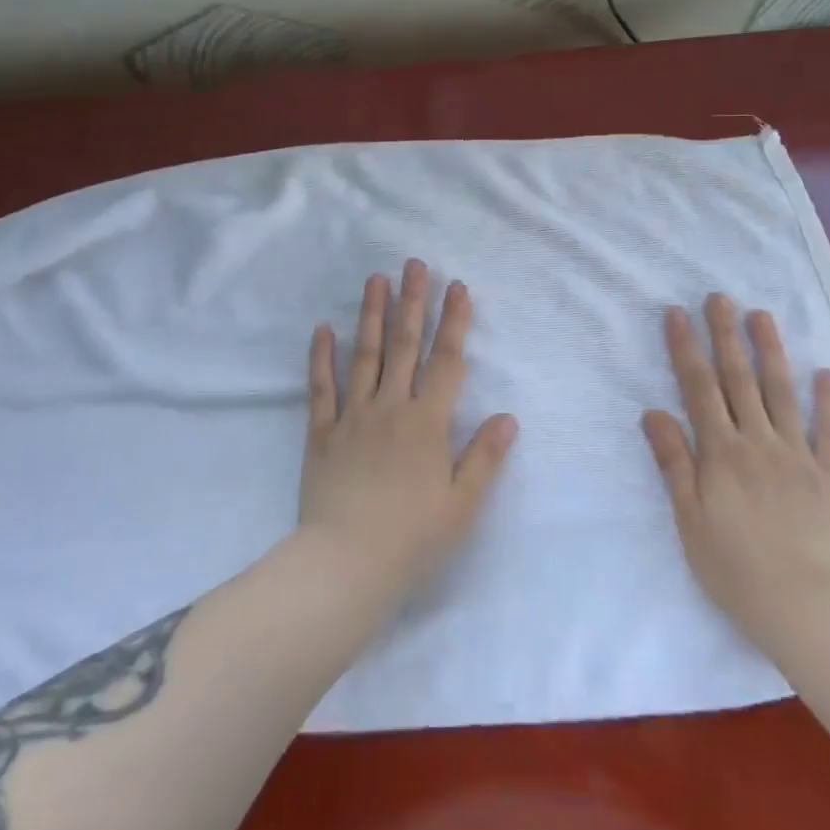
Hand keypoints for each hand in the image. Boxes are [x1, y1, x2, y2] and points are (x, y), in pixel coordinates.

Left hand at [299, 260, 517, 606]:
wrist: (345, 566)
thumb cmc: (411, 539)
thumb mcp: (462, 505)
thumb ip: (485, 457)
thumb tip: (509, 417)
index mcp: (427, 422)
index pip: (446, 361)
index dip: (454, 322)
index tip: (457, 287)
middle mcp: (391, 408)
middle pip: (404, 345)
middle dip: (413, 302)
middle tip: (414, 264)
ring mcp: (353, 417)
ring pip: (364, 355)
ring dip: (372, 314)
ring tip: (376, 278)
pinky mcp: (321, 433)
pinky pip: (321, 388)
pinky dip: (321, 357)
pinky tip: (322, 328)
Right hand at [641, 294, 829, 645]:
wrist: (805, 608)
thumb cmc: (734, 567)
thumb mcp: (689, 518)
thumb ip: (673, 462)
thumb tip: (653, 411)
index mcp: (720, 451)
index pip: (699, 387)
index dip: (686, 348)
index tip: (677, 313)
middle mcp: (758, 441)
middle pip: (739, 379)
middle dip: (726, 335)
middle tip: (720, 297)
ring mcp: (797, 456)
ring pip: (782, 393)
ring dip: (771, 351)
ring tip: (762, 315)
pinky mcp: (829, 478)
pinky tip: (827, 373)